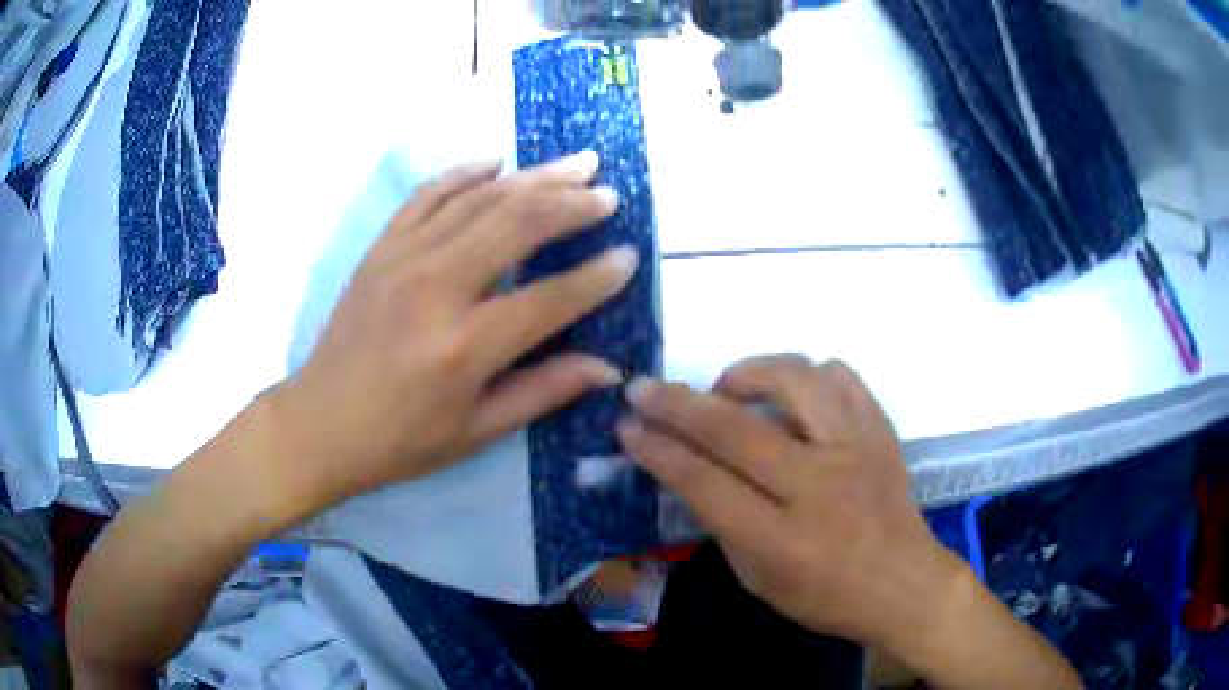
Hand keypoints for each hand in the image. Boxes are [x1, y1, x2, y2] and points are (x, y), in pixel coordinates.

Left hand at [273, 151, 636, 505]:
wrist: (319, 424)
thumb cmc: (399, 441)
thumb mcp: (475, 431)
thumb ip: (543, 391)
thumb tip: (608, 368)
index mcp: (465, 347)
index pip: (549, 299)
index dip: (596, 277)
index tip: (629, 256)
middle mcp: (436, 289)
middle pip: (517, 225)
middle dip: (571, 204)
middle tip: (608, 192)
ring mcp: (403, 260)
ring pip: (480, 201)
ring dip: (533, 178)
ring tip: (576, 164)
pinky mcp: (380, 249)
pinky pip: (427, 197)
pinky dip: (464, 174)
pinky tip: (496, 162)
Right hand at [618, 355, 966, 651]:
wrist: (904, 584)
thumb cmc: (827, 597)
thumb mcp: (760, 581)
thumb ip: (723, 525)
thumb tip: (689, 471)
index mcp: (783, 540)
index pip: (706, 484)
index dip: (658, 452)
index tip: (627, 428)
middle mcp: (820, 486)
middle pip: (737, 429)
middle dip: (677, 404)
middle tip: (643, 388)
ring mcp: (857, 450)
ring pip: (794, 381)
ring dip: (746, 374)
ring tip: (726, 389)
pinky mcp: (881, 431)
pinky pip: (841, 377)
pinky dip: (807, 376)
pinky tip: (792, 397)